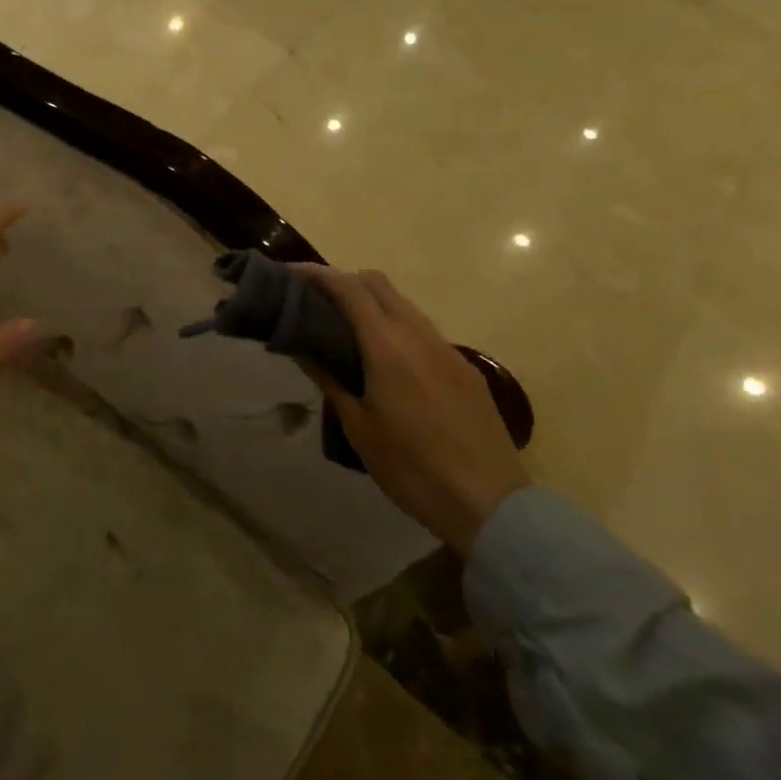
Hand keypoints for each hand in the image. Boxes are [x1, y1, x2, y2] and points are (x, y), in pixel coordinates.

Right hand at [295, 266, 529, 555]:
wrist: (491, 505)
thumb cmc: (412, 470)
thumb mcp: (359, 427)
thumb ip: (329, 379)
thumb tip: (300, 346)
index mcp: (388, 348)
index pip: (349, 289)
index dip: (317, 274)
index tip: (289, 274)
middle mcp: (419, 336)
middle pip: (377, 283)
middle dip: (342, 280)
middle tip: (312, 299)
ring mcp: (446, 349)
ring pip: (402, 303)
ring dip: (370, 301)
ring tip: (342, 325)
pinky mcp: (464, 368)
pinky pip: (421, 328)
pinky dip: (393, 323)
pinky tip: (382, 356)